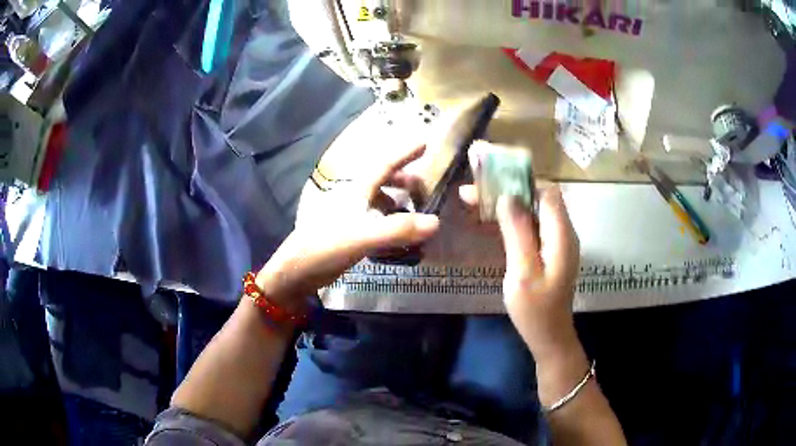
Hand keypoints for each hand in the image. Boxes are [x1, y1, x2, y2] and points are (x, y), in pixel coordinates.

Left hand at [257, 144, 439, 307]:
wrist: (295, 273)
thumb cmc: (324, 248)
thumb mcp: (362, 237)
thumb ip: (397, 229)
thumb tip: (436, 222)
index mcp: (356, 190)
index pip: (384, 164)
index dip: (405, 152)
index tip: (425, 141)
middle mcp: (353, 198)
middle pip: (382, 179)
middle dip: (405, 179)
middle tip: (425, 188)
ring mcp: (349, 215)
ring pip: (378, 200)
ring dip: (398, 201)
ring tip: (415, 212)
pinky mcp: (347, 233)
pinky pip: (375, 220)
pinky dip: (390, 222)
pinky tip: (397, 236)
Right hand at [459, 184, 579, 356]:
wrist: (549, 336)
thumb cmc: (535, 310)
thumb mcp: (523, 273)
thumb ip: (518, 233)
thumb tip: (507, 197)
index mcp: (561, 235)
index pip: (547, 192)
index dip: (520, 181)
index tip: (490, 179)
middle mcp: (563, 232)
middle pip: (538, 198)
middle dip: (506, 190)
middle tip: (472, 191)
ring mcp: (556, 241)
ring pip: (532, 210)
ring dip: (505, 203)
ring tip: (473, 200)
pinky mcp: (548, 250)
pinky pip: (530, 226)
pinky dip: (510, 219)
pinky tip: (489, 220)